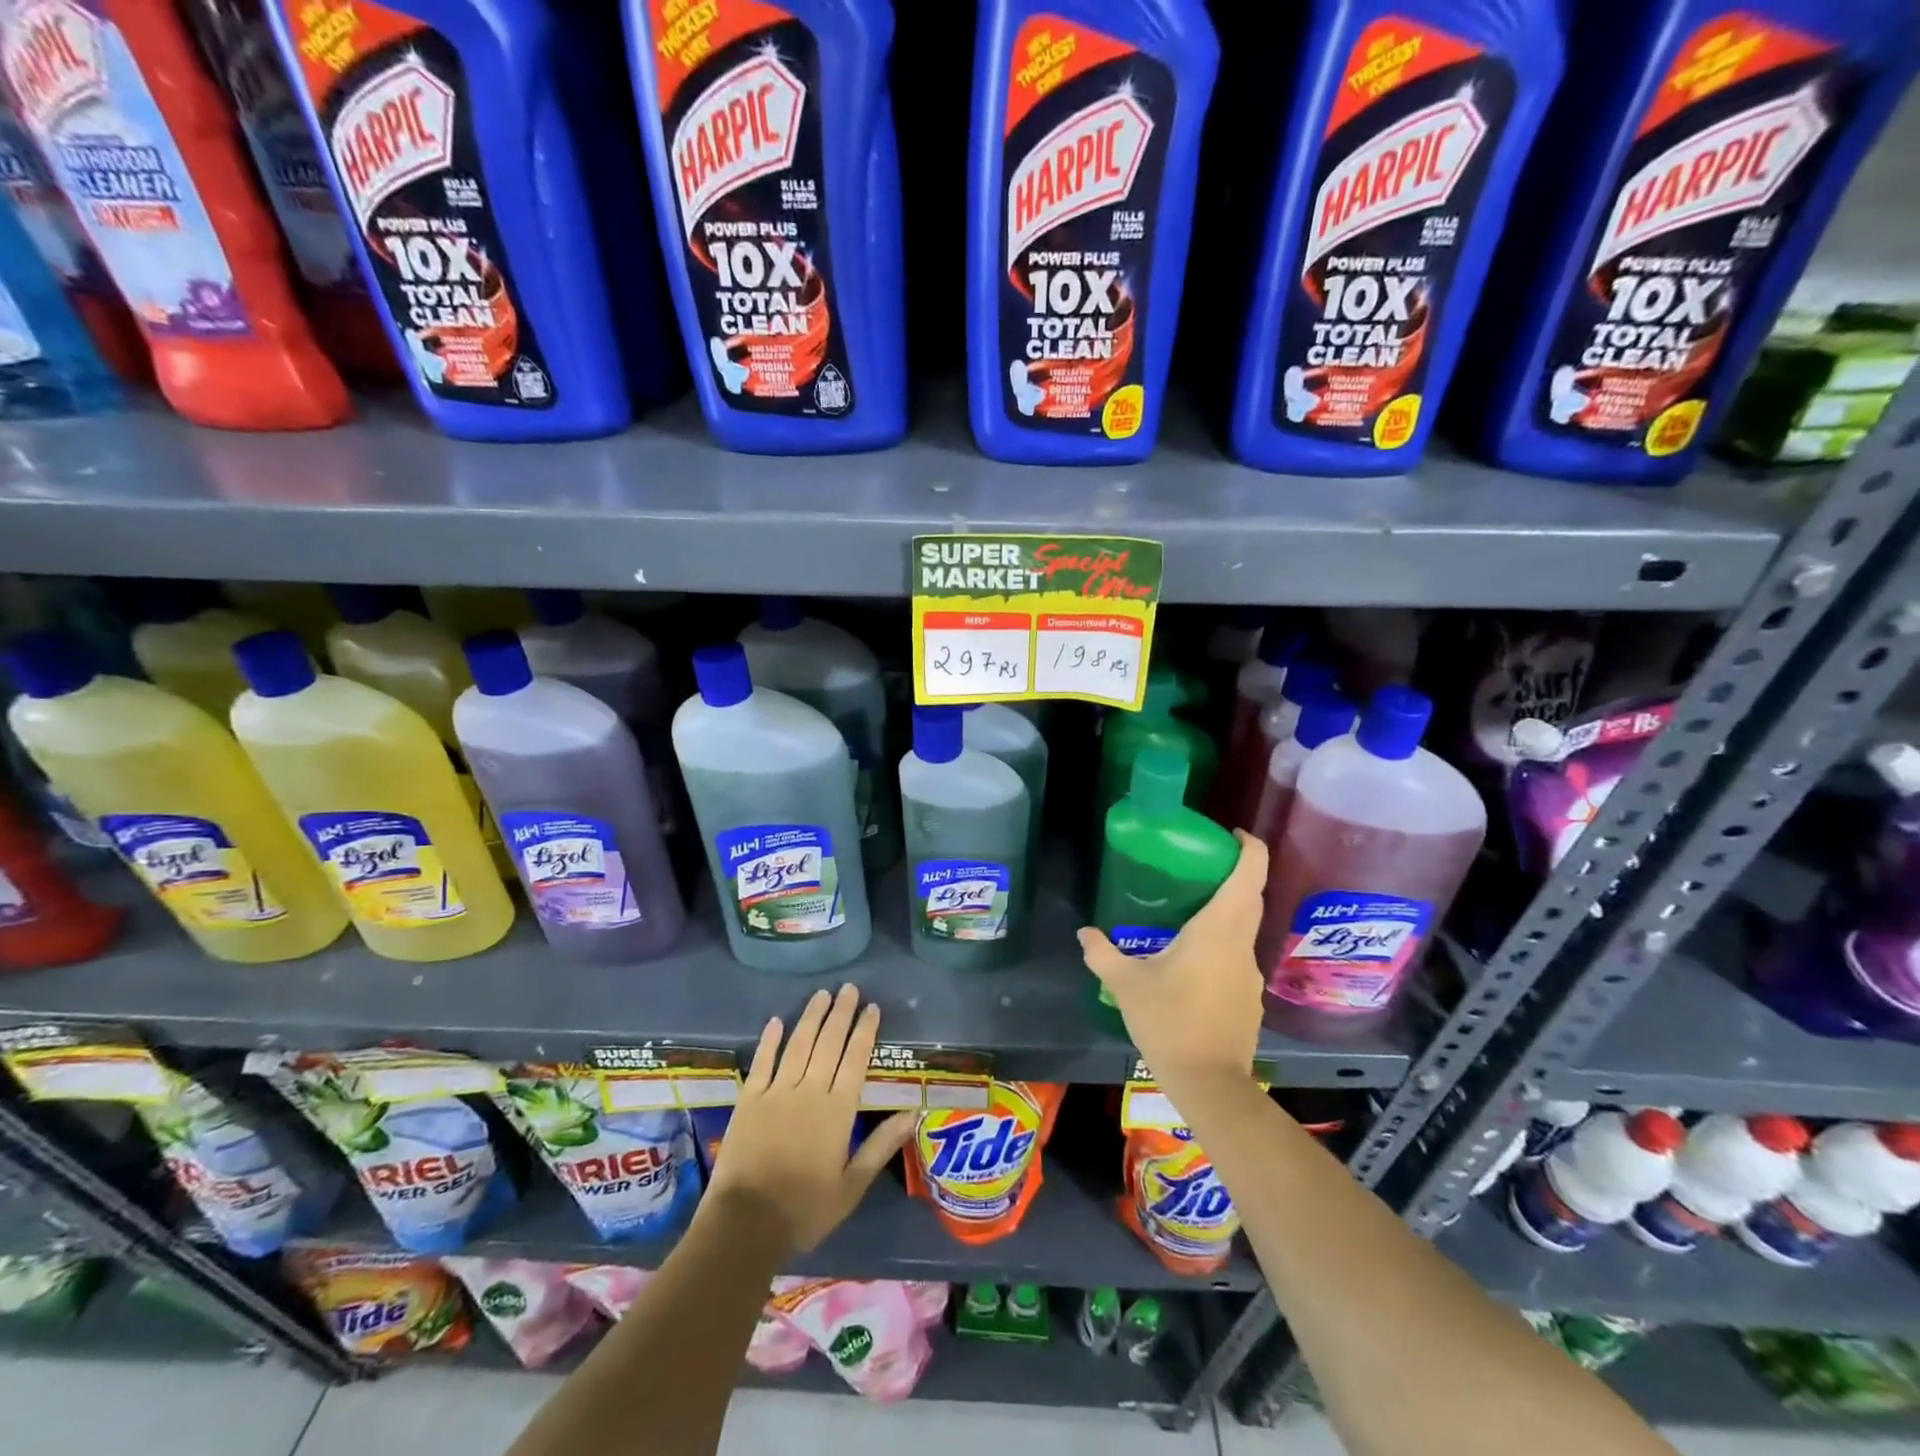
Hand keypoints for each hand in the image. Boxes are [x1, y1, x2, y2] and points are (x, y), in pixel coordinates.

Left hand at [702, 984, 915, 1257]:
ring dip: (812, 1017)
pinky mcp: (750, 1099)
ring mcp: (777, 1092)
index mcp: (838, 1110)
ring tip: (822, 994)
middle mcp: (810, 1091)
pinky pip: (762, 1062)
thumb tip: (913, 1114)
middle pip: (829, 1043)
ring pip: (799, 1044)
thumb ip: (881, 1146)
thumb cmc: (805, 1209)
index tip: (872, 1007)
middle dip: (841, 1013)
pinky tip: (777, 1020)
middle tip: (849, 988)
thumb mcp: (851, 1186)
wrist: (746, 1223)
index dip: (865, 1031)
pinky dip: (770, 1040)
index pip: (856, 1059)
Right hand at [1077, 831, 1267, 1092]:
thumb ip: (1103, 953)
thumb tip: (1084, 932)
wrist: (1210, 1084)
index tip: (1231, 834)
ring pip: (1244, 927)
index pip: (1249, 874)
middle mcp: (1241, 944)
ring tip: (1187, 912)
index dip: (1249, 847)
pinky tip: (1192, 961)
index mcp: (1218, 930)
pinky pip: (1238, 956)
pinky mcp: (1249, 997)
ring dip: (1226, 911)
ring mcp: (1250, 973)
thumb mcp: (1127, 984)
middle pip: (1251, 896)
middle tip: (1200, 864)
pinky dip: (1222, 944)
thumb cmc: (1169, 1021)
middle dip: (1235, 873)